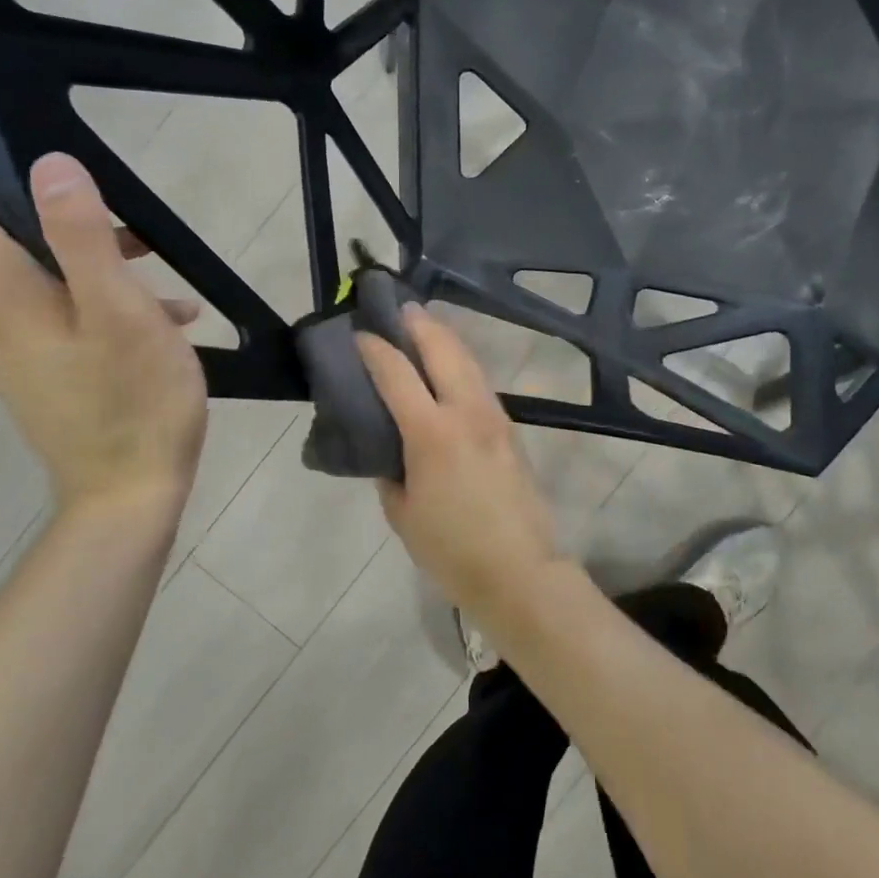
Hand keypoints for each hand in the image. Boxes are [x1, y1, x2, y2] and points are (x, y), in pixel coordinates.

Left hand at [0, 154, 207, 525]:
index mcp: (0, 292)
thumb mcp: (120, 309)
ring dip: (101, 271)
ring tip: (167, 294)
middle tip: (143, 242)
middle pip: (10, 239)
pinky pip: (60, 320)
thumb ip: (81, 235)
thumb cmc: (133, 399)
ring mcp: (12, 351)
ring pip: (44, 281)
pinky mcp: (38, 376)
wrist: (127, 497)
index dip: (2, 172)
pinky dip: (103, 309)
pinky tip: (163, 328)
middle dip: (75, 227)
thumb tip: (48, 165)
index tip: (70, 181)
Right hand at [356, 306, 566, 619]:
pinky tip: (451, 368)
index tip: (359, 333)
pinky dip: (462, 364)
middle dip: (419, 323)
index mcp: (432, 433)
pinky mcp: (510, 429)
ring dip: (445, 338)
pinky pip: (481, 383)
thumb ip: (390, 471)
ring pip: (469, 361)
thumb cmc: (451, 549)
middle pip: (443, 349)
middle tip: (398, 307)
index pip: (397, 373)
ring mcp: (495, 417)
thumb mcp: (402, 514)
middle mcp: (467, 412)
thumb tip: (389, 448)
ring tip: (425, 326)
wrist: (519, 570)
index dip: (375, 349)